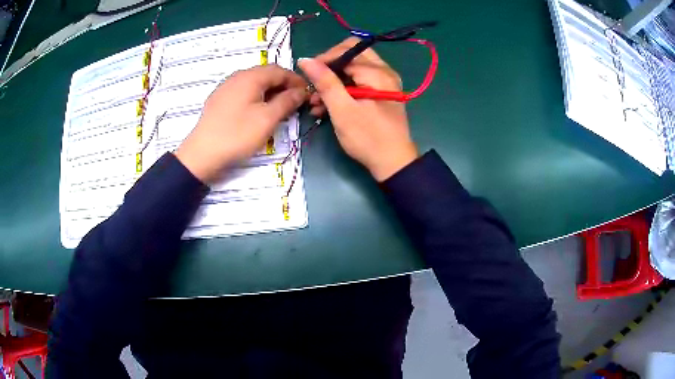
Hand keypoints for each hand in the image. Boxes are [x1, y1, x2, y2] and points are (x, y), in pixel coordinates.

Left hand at [175, 65, 306, 183]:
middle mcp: (237, 76)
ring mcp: (226, 87)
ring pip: (254, 83)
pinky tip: (258, 111)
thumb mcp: (268, 119)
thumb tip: (301, 91)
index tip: (307, 94)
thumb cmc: (237, 134)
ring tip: (278, 108)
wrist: (202, 154)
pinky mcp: (219, 100)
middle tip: (295, 102)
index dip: (296, 80)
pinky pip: (243, 91)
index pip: (280, 70)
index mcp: (251, 77)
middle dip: (283, 85)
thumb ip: (287, 101)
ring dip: (270, 92)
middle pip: (266, 74)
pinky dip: (256, 97)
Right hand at [298, 38, 417, 181]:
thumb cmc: (367, 137)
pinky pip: (359, 81)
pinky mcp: (380, 93)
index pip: (346, 51)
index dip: (323, 60)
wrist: (393, 163)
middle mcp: (384, 72)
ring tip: (315, 102)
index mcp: (377, 72)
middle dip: (329, 68)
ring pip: (353, 68)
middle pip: (351, 55)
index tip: (306, 76)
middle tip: (313, 84)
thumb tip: (305, 60)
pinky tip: (326, 106)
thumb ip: (325, 82)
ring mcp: (384, 82)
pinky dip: (343, 89)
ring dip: (333, 80)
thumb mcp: (342, 110)